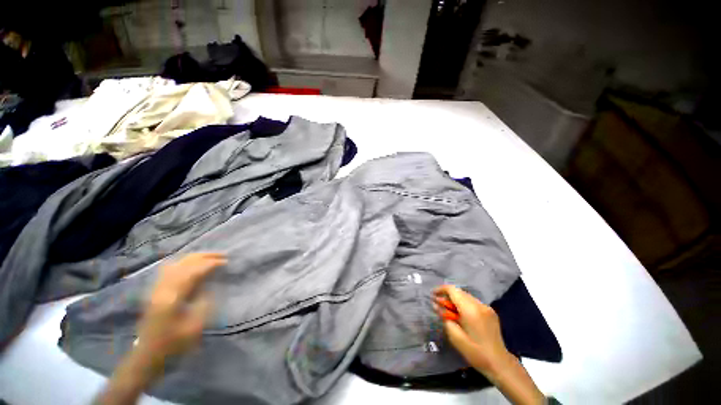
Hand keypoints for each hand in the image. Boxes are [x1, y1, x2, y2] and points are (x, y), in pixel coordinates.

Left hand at [136, 252, 226, 365]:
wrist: (148, 355)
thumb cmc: (173, 344)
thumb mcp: (194, 327)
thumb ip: (204, 303)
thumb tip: (210, 287)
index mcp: (172, 298)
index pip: (193, 272)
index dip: (211, 264)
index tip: (226, 262)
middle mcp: (163, 288)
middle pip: (184, 263)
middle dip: (204, 256)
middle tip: (222, 255)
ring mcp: (157, 288)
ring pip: (176, 263)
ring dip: (195, 258)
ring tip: (210, 257)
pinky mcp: (156, 291)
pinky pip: (170, 269)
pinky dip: (184, 262)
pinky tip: (192, 264)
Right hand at [434, 285, 544, 404]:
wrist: (499, 363)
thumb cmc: (475, 352)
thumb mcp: (455, 337)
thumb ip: (445, 318)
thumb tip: (436, 305)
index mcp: (470, 310)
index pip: (453, 290)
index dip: (441, 290)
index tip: (432, 295)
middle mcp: (479, 304)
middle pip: (459, 292)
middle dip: (447, 296)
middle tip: (438, 305)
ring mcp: (486, 307)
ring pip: (466, 296)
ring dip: (455, 300)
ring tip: (448, 311)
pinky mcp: (490, 311)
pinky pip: (472, 302)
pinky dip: (463, 304)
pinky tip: (460, 315)